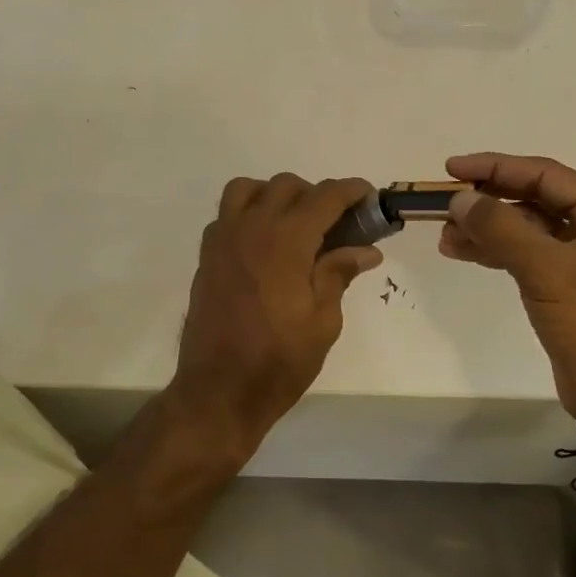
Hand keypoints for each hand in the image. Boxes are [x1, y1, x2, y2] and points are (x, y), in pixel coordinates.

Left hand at [170, 174, 382, 451]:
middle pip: (286, 186)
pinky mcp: (207, 256)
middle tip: (337, 224)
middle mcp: (251, 228)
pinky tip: (264, 244)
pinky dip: (248, 213)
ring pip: (248, 189)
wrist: (219, 391)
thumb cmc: (278, 361)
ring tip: (295, 225)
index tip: (368, 197)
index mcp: (286, 241)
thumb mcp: (323, 322)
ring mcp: (223, 240)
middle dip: (317, 195)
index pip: (324, 197)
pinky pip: (227, 214)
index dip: (351, 191)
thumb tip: (366, 249)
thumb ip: (339, 274)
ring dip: (275, 196)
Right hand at [440, 152, 575, 416]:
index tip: (452, 169)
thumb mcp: (546, 270)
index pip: (543, 175)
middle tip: (443, 204)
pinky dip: (493, 250)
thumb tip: (458, 199)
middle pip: (532, 198)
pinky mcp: (563, 280)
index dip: (495, 168)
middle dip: (487, 201)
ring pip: (523, 226)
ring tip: (444, 234)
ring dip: (485, 228)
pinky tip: (461, 251)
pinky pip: (523, 252)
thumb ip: (501, 229)